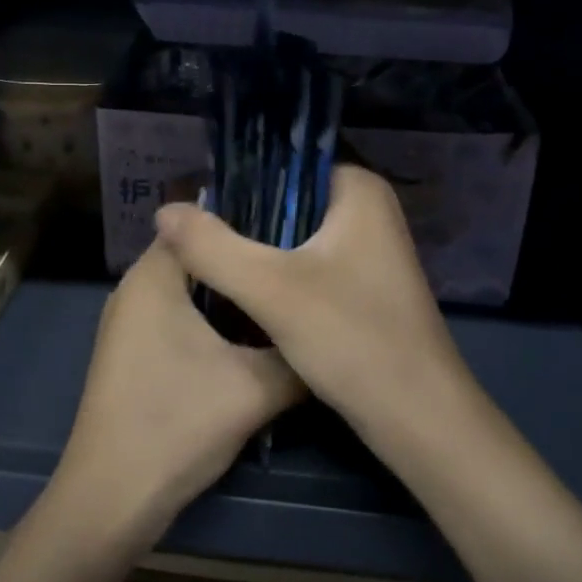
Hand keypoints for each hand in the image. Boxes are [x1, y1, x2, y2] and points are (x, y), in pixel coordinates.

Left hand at [56, 239, 302, 544]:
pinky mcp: (134, 353)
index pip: (202, 224)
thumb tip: (334, 334)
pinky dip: (214, 320)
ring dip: (233, 296)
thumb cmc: (177, 424)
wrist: (112, 499)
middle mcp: (135, 289)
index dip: (250, 223)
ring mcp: (130, 323)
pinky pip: (180, 316)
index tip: (295, 233)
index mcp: (153, 276)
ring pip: (192, 291)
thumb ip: (298, 355)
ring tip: (285, 298)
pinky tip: (253, 338)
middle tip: (299, 268)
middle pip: (200, 258)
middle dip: (246, 262)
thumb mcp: (255, 388)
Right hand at [154, 165, 470, 438]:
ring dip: (256, 248)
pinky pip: (307, 262)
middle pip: (287, 199)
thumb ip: (211, 246)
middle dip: (243, 218)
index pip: (285, 162)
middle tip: (192, 236)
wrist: (418, 419)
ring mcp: (368, 249)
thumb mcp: (270, 289)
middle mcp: (368, 210)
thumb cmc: (352, 339)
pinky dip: (276, 272)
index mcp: (358, 190)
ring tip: (205, 258)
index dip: (239, 180)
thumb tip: (163, 211)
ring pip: (294, 234)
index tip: (197, 203)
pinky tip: (241, 289)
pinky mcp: (361, 285)